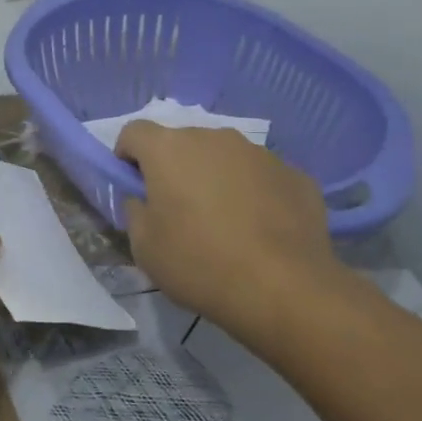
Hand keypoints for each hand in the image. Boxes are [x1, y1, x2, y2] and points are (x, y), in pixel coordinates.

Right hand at [115, 123, 346, 330]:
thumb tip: (144, 198)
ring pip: (223, 157)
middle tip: (177, 211)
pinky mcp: (295, 174)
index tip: (135, 189)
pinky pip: (260, 176)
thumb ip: (135, 209)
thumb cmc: (198, 263)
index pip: (133, 132)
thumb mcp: (143, 245)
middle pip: (182, 142)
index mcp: (169, 149)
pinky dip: (252, 193)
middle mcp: (214, 138)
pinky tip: (258, 230)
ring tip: (222, 223)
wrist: (283, 288)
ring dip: (214, 178)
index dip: (127, 157)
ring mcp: (260, 153)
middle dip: (173, 168)